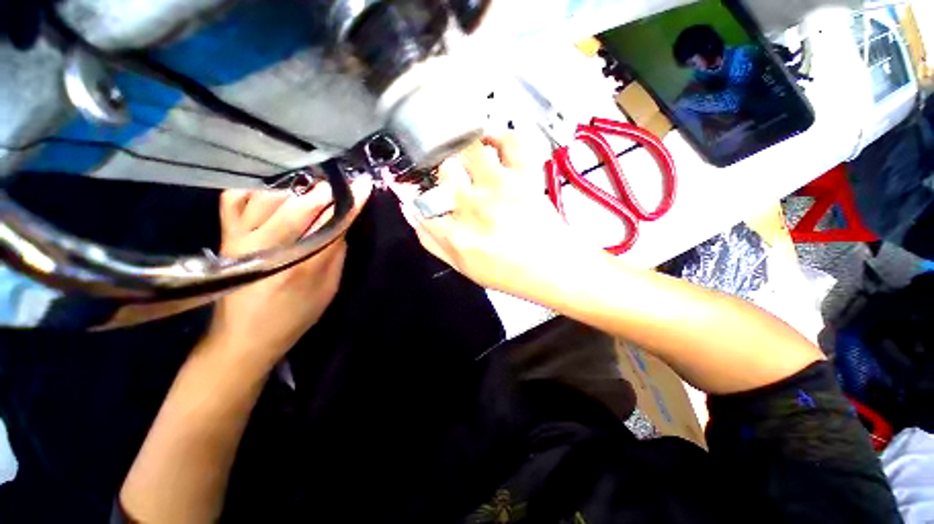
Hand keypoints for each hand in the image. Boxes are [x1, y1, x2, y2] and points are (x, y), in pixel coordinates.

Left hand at [208, 178, 371, 366]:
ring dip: (294, 189)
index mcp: (301, 266)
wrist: (244, 337)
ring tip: (310, 190)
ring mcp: (240, 239)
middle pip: (299, 206)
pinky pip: (234, 199)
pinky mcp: (225, 237)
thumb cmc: (293, 316)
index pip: (331, 225)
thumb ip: (335, 255)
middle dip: (323, 191)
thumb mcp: (328, 290)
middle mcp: (267, 248)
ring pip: (267, 197)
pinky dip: (255, 190)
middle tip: (338, 185)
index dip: (348, 204)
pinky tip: (273, 193)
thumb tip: (341, 225)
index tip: (362, 187)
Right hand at [399, 135, 591, 300]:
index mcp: (457, 235)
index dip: (412, 191)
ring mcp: (501, 187)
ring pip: (468, 148)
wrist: (552, 268)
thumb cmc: (508, 272)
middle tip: (448, 173)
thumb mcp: (462, 267)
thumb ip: (432, 242)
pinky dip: (501, 135)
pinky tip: (493, 143)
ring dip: (464, 148)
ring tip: (467, 155)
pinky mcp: (525, 177)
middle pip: (442, 169)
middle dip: (439, 168)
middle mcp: (474, 207)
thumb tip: (413, 213)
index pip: (420, 202)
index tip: (413, 185)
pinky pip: (511, 141)